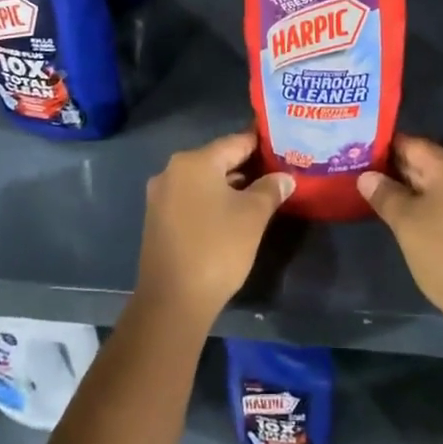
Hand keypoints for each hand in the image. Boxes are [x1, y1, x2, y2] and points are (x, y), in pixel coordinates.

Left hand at [136, 131, 292, 332]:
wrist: (173, 301)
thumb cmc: (217, 248)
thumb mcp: (253, 216)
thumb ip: (271, 189)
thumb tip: (285, 177)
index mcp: (194, 162)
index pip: (235, 142)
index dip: (262, 144)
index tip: (284, 147)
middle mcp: (172, 171)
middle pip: (218, 160)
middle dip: (247, 166)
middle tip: (277, 173)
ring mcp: (160, 196)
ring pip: (204, 181)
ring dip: (230, 186)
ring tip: (261, 194)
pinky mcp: (158, 220)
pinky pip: (191, 199)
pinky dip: (212, 201)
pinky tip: (232, 215)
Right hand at [360, 136, 442, 339]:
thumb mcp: (406, 223)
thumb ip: (385, 195)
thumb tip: (366, 175)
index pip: (413, 145)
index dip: (386, 147)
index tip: (362, 153)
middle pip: (428, 164)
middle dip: (398, 170)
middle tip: (367, 176)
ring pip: (440, 187)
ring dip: (414, 191)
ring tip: (384, 198)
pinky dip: (432, 208)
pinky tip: (413, 220)